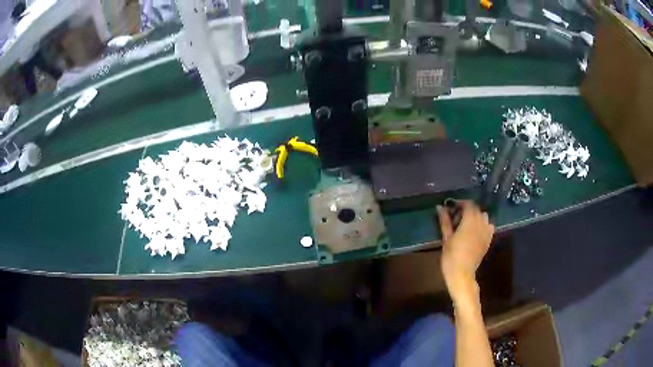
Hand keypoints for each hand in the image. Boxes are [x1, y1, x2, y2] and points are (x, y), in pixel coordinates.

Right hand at [436, 201, 494, 304]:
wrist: (462, 274)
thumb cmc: (451, 256)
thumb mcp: (446, 238)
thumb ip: (445, 221)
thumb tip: (439, 207)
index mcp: (470, 221)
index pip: (469, 204)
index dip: (460, 203)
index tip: (452, 207)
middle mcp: (481, 223)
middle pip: (476, 210)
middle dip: (467, 210)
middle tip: (456, 216)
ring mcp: (486, 232)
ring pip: (484, 217)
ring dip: (476, 216)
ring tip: (467, 223)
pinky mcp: (488, 240)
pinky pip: (489, 226)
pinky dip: (484, 225)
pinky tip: (476, 231)